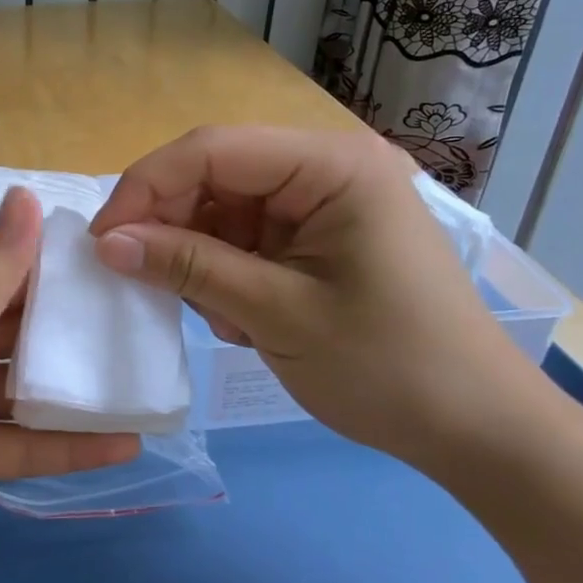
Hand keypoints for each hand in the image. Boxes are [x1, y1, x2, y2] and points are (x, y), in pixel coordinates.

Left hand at [0, 187, 139, 582]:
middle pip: (18, 330)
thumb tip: (26, 195)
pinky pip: (16, 442)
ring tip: (147, 387)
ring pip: (23, 388)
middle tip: (151, 331)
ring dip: (75, 390)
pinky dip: (61, 444)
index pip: (5, 271)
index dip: (60, 266)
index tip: (126, 268)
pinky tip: (120, 446)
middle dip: (76, 330)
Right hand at [89, 125, 546, 469]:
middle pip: (215, 173)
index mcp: (332, 164)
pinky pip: (245, 236)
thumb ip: (189, 268)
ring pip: (223, 208)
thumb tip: (107, 244)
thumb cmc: (390, 368)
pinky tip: (238, 317)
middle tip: (139, 278)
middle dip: (171, 225)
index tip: (102, 241)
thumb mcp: (277, 315)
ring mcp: (323, 201)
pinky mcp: (318, 236)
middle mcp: (326, 167)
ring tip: (215, 315)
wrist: (480, 433)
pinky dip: (224, 271)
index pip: (212, 149)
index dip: (146, 187)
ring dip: (199, 255)